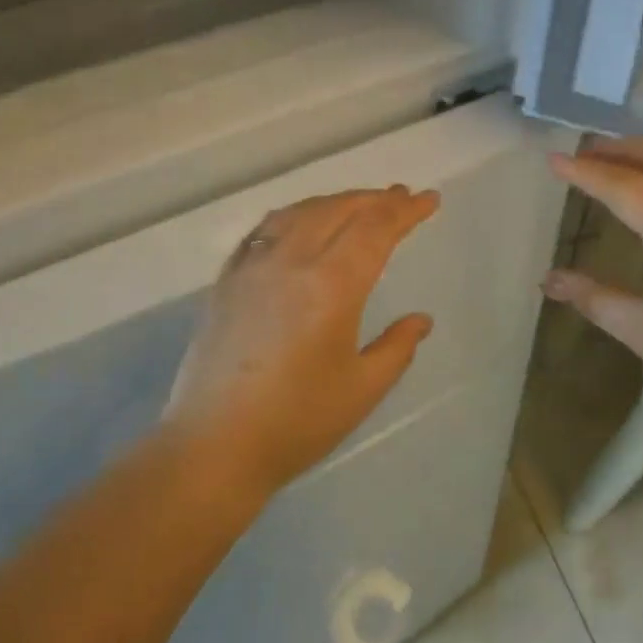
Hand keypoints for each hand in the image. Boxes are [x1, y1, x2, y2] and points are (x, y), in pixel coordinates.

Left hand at [166, 186, 440, 492]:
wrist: (214, 445)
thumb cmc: (297, 422)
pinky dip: (293, 215)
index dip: (406, 211)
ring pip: (300, 212)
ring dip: (335, 201)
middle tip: (401, 196)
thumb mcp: (362, 389)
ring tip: (358, 204)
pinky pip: (264, 230)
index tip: (428, 200)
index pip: (376, 229)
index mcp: (332, 286)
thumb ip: (397, 347)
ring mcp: (253, 267)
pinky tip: (300, 222)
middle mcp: (292, 262)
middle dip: (375, 199)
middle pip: (339, 210)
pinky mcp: (226, 281)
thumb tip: (421, 320)